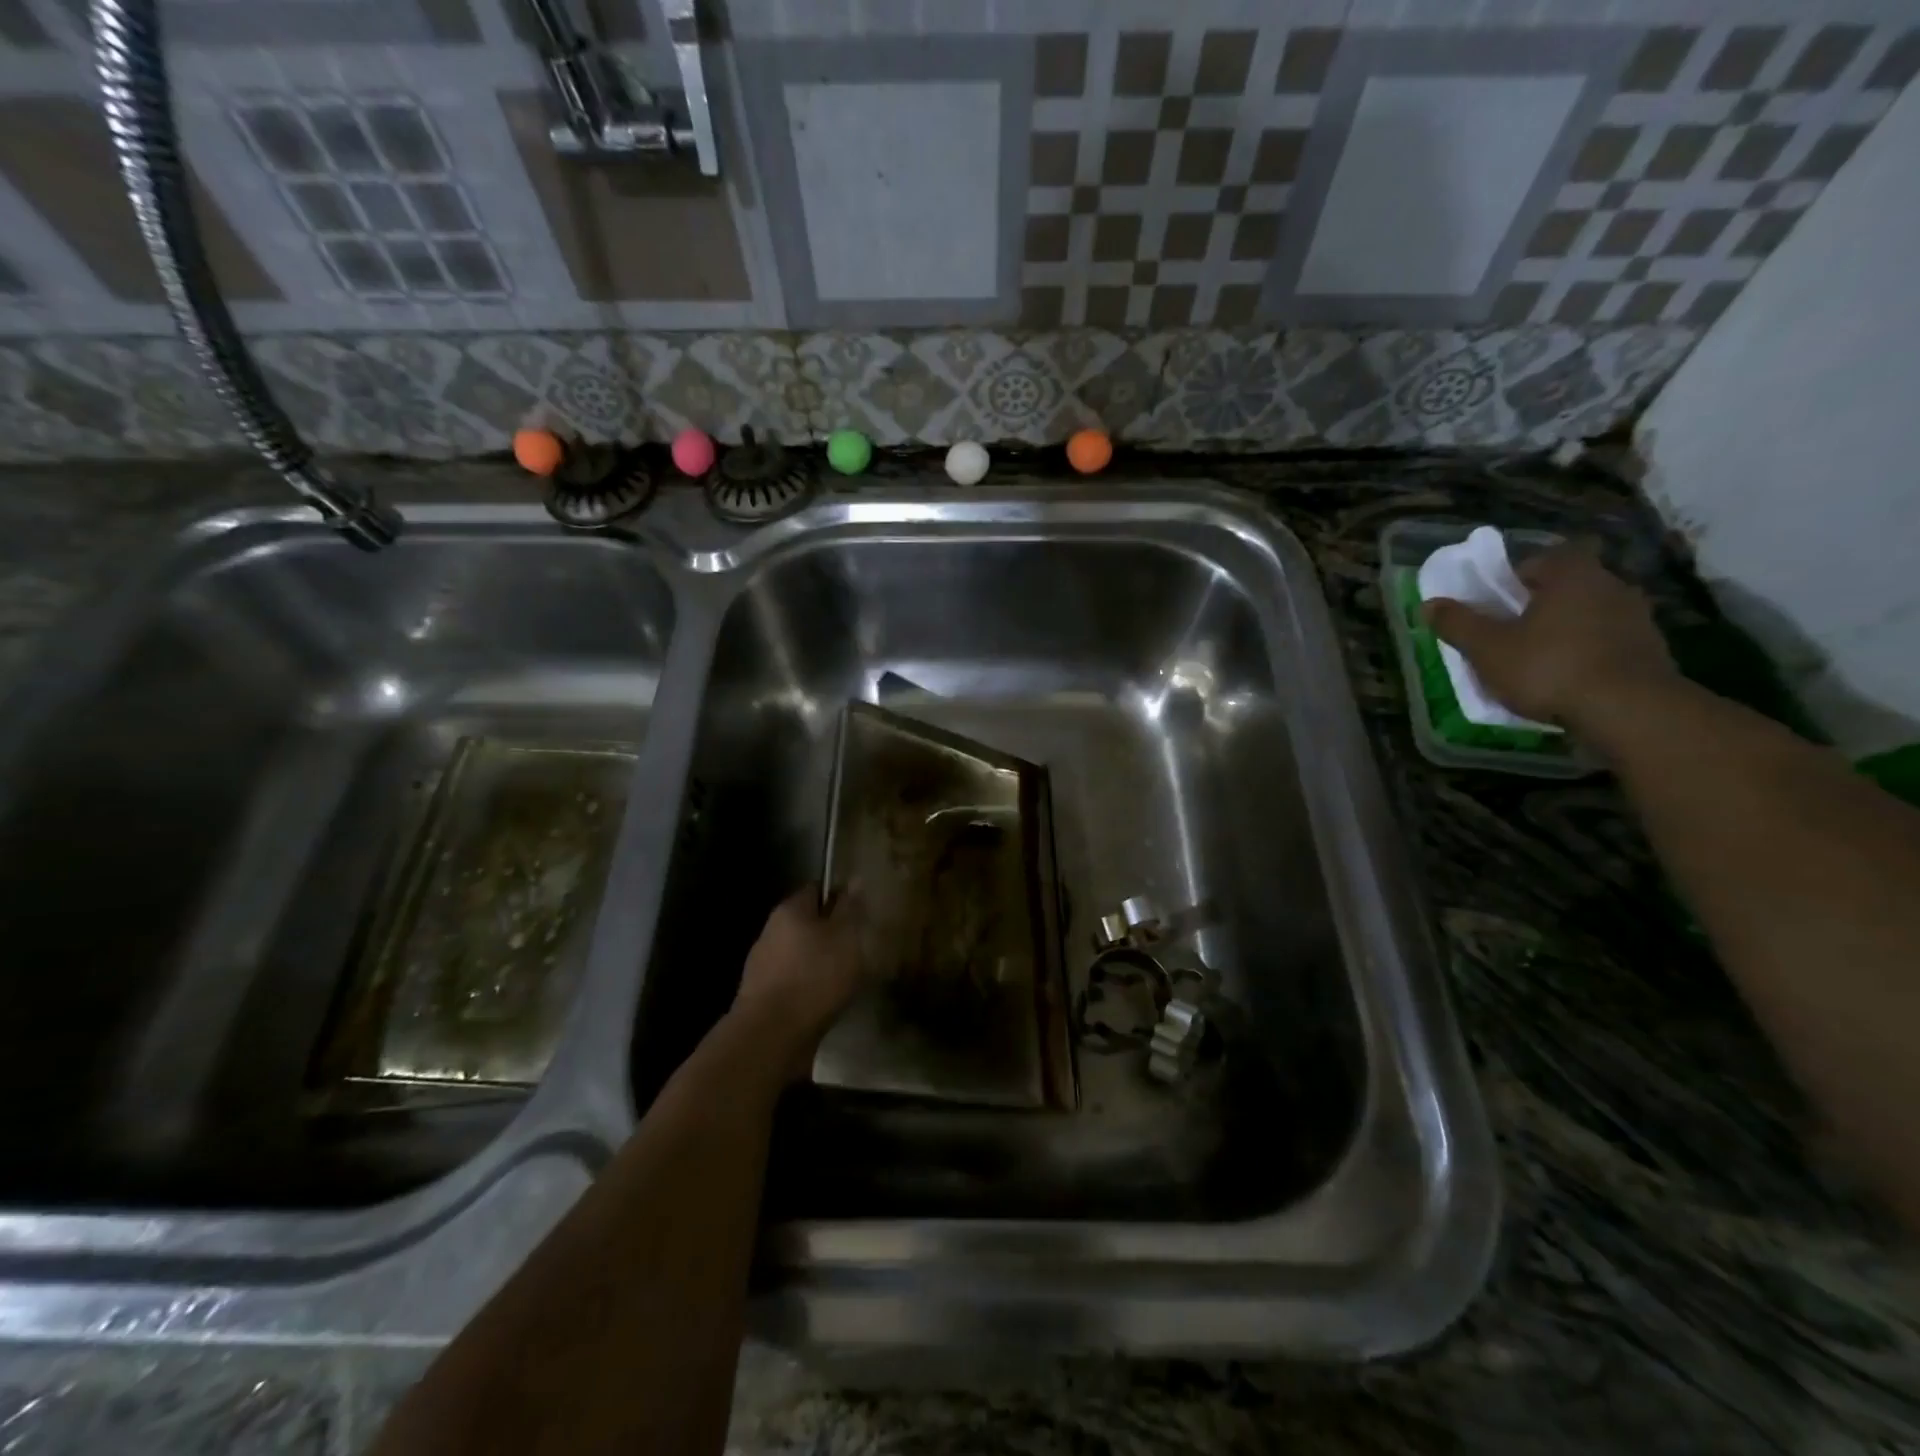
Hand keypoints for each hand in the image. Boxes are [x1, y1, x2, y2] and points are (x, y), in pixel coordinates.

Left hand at [727, 886, 869, 1078]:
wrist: (771, 1036)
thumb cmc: (815, 977)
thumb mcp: (846, 937)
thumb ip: (851, 908)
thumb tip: (855, 879)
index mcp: (790, 909)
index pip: (817, 889)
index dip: (841, 898)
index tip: (862, 915)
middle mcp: (771, 931)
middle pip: (808, 923)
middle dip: (832, 933)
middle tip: (860, 948)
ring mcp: (762, 964)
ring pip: (801, 954)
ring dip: (821, 963)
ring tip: (847, 979)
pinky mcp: (762, 995)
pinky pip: (794, 981)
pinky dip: (810, 987)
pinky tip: (826, 1001)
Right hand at [1423, 542, 1677, 732]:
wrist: (1628, 710)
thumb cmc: (1548, 668)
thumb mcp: (1487, 649)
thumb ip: (1458, 623)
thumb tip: (1429, 603)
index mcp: (1571, 575)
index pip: (1540, 559)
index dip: (1514, 578)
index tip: (1496, 603)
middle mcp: (1610, 585)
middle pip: (1566, 587)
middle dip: (1539, 605)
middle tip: (1511, 632)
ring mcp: (1637, 617)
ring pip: (1588, 614)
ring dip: (1565, 629)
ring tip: (1539, 659)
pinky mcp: (1651, 649)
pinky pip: (1608, 641)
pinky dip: (1588, 652)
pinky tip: (1569, 678)